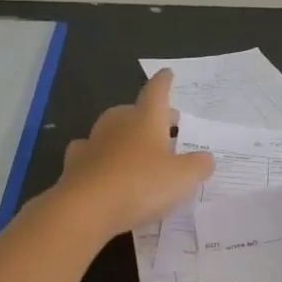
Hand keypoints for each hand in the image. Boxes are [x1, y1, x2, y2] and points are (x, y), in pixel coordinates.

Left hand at [57, 70, 213, 235]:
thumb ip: (198, 166)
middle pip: (133, 111)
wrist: (86, 208)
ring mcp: (93, 142)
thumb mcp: (182, 178)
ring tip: (139, 152)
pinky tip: (105, 167)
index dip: (164, 82)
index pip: (157, 91)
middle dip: (149, 116)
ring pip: (112, 131)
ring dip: (125, 137)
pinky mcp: (75, 164)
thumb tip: (206, 158)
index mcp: (146, 118)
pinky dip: (101, 157)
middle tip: (166, 128)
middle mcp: (118, 124)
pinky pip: (92, 154)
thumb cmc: (141, 184)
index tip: (167, 73)